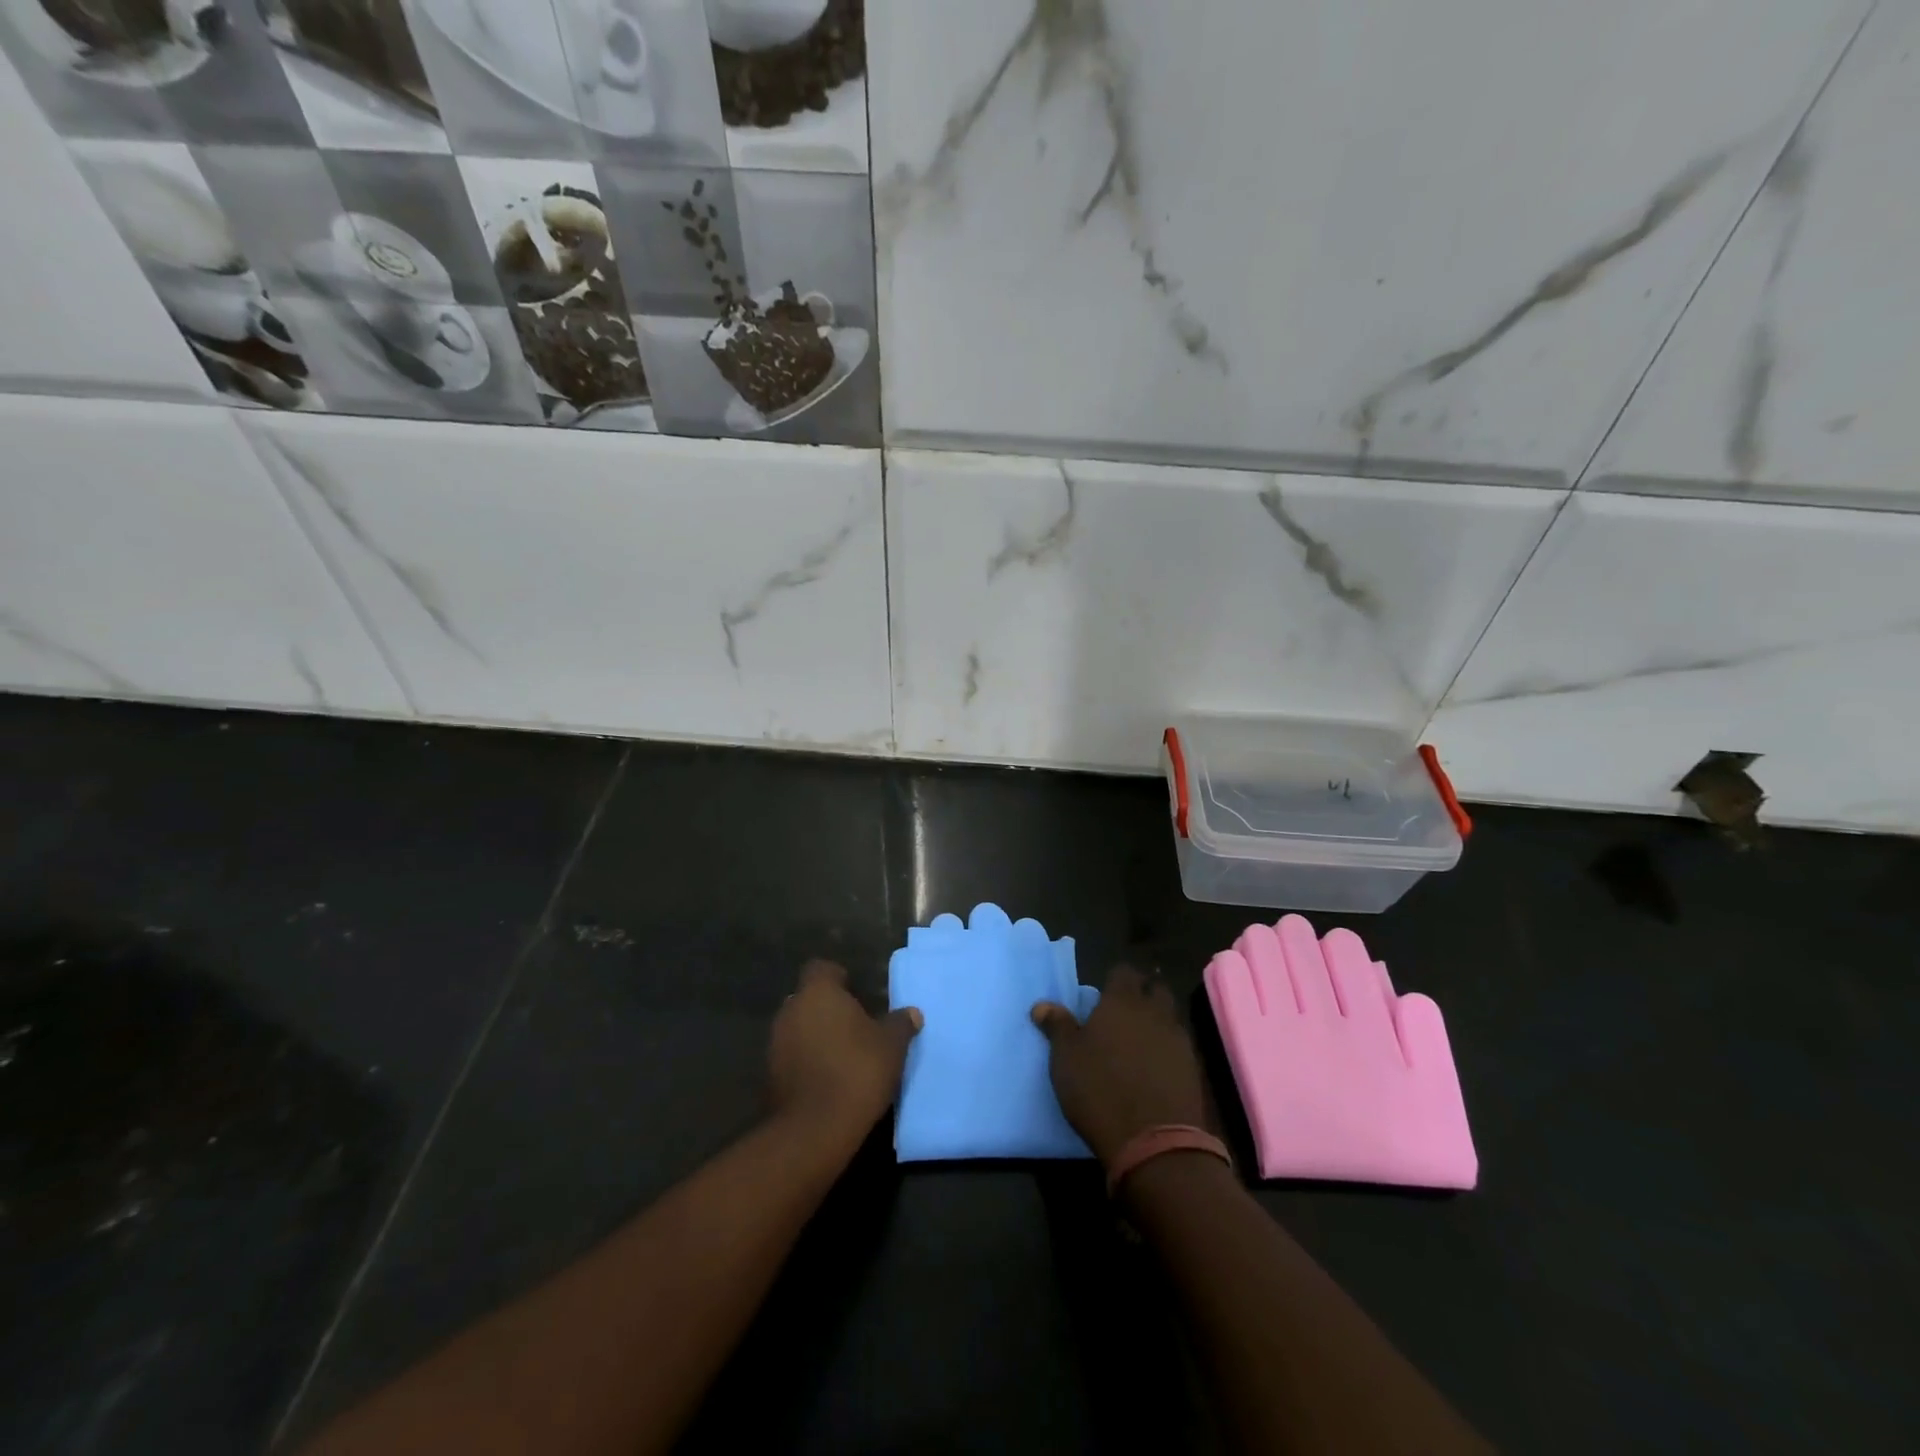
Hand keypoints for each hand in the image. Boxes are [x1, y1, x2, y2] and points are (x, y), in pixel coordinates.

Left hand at [769, 960, 920, 1146]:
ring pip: (798, 1029)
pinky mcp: (769, 1076)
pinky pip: (791, 1058)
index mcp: (818, 992)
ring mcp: (775, 1043)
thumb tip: (912, 1013)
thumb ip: (900, 1023)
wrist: (814, 1129)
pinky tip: (827, 1081)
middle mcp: (790, 1010)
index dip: (838, 978)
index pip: (822, 969)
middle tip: (855, 1027)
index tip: (856, 994)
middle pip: (809, 999)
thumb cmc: (857, 1071)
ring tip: (843, 1056)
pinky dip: (806, 1063)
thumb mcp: (892, 1045)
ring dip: (815, 1037)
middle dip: (828, 1009)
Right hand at [1032, 967, 1207, 1167]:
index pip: (1123, 972)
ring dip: (1157, 1022)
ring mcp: (1178, 1040)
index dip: (1114, 979)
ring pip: (1170, 1017)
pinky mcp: (1193, 1069)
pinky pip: (1179, 1046)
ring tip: (1139, 1041)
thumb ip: (1058, 1026)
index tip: (1103, 993)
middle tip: (1124, 1012)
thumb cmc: (1100, 1090)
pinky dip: (1168, 1049)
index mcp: (1122, 1002)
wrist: (1154, 1142)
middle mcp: (1154, 1013)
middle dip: (1142, 994)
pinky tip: (1155, 1067)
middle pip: (1155, 989)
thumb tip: (1042, 1005)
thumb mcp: (1066, 1059)